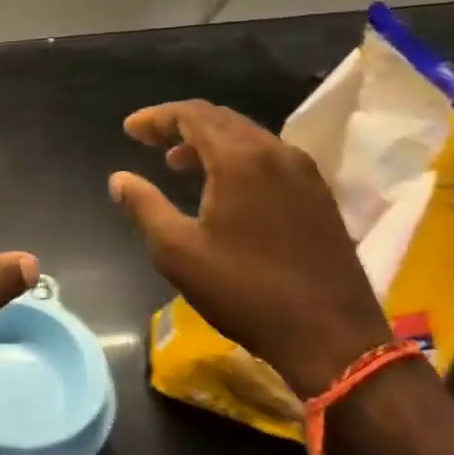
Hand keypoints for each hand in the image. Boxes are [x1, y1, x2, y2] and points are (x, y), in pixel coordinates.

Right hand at [108, 100, 390, 396]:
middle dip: (181, 124)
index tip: (130, 129)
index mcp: (241, 158)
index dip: (157, 117)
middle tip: (149, 140)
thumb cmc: (246, 291)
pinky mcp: (319, 197)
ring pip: (248, 137)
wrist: (334, 340)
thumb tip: (119, 179)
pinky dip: (236, 158)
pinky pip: (269, 158)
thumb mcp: (178, 252)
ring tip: (177, 163)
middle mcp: (276, 152)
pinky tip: (222, 186)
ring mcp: (304, 174)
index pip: (192, 115)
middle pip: (221, 119)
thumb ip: (144, 207)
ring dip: (208, 142)